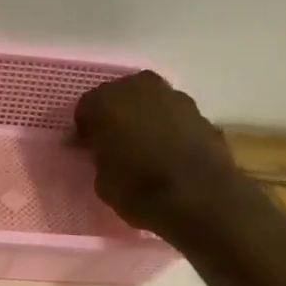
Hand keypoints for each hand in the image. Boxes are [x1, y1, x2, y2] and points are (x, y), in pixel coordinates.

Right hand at [74, 71, 246, 233]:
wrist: (200, 197)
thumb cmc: (140, 191)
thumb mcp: (102, 182)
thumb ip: (98, 157)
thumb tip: (100, 150)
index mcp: (106, 102)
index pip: (85, 109)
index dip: (85, 131)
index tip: (87, 150)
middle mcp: (139, 88)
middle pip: (119, 97)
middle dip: (115, 117)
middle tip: (113, 145)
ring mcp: (173, 95)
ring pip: (148, 103)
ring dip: (143, 120)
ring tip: (143, 149)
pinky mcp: (199, 111)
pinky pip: (171, 116)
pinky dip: (166, 129)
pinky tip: (167, 152)